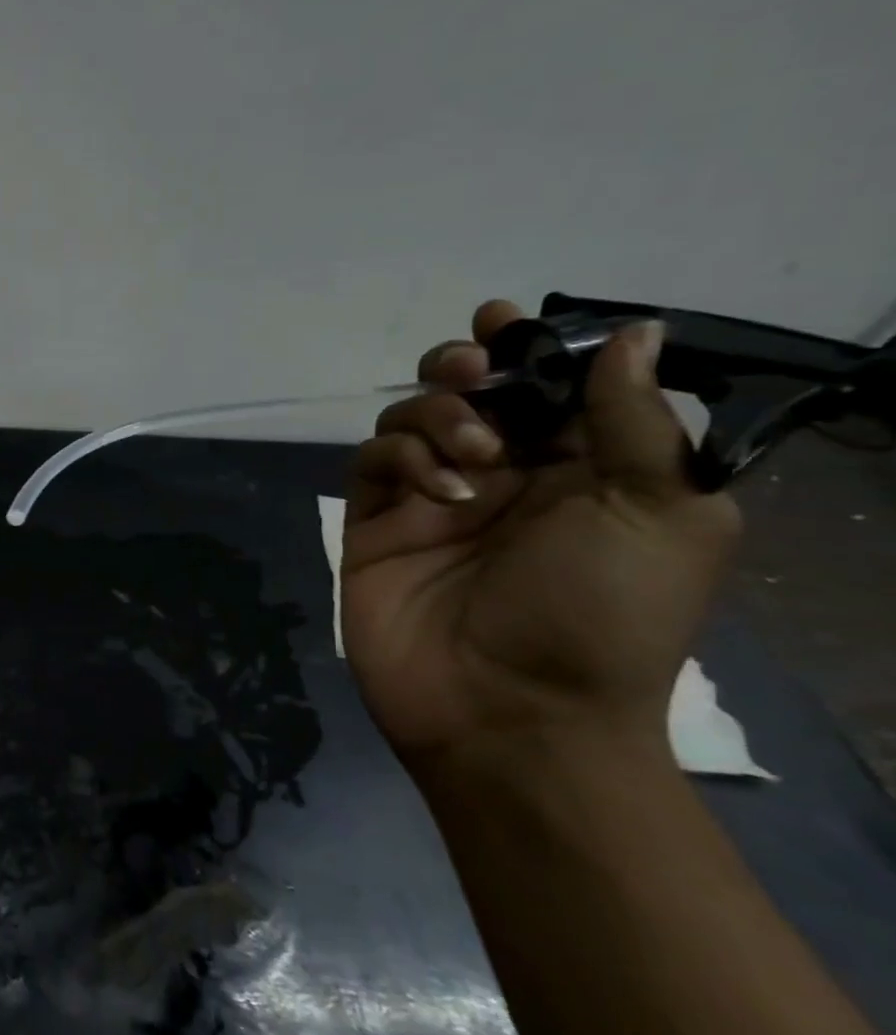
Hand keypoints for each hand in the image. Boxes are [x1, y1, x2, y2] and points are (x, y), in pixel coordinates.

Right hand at [341, 300, 740, 774]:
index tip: (506, 322)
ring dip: (438, 413)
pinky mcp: (375, 522)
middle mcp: (502, 475)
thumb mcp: (662, 515)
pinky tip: (439, 491)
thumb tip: (630, 333)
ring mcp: (430, 498)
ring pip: (410, 416)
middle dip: (463, 367)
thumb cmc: (603, 617)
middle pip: (464, 390)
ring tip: (475, 455)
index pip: (546, 386)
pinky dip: (401, 458)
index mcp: (579, 470)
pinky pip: (371, 461)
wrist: (510, 712)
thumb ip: (637, 420)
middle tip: (471, 369)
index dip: (527, 346)